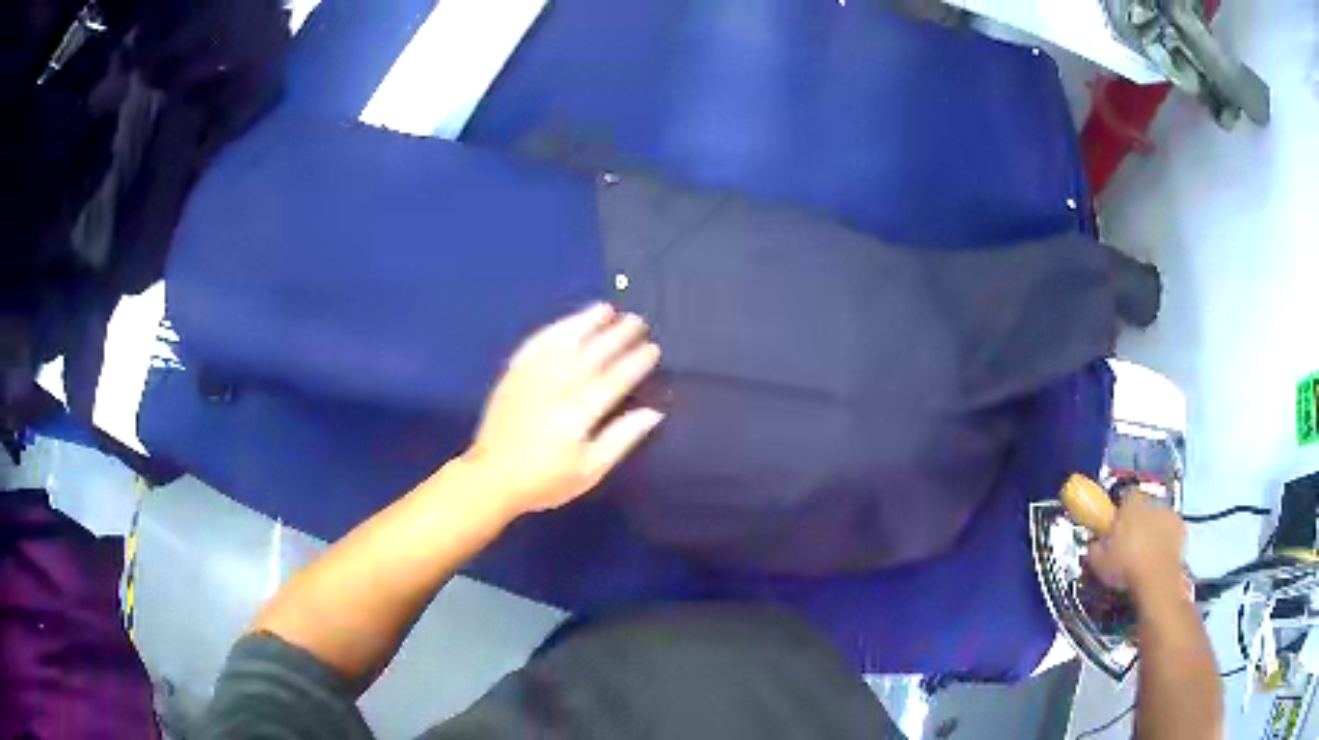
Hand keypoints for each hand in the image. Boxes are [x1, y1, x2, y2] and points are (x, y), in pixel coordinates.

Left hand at [461, 304, 663, 517]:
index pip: (614, 379)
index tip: (652, 348)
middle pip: (593, 354)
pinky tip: (567, 324)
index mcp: (578, 412)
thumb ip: (621, 438)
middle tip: (637, 322)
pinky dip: (554, 330)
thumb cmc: (544, 481)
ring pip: (564, 340)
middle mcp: (557, 386)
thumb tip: (653, 413)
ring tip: (606, 309)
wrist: (491, 478)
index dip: (635, 362)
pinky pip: (536, 343)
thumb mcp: (589, 470)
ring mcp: (532, 376)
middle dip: (617, 336)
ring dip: (586, 322)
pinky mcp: (513, 374)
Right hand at [1086, 492, 1187, 600]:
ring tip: (1144, 552)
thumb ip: (1095, 548)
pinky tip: (1159, 555)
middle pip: (1143, 504)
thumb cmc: (1127, 567)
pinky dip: (1166, 538)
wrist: (1156, 578)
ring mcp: (1167, 513)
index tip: (1116, 525)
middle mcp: (1150, 502)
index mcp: (1129, 505)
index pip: (1124, 495)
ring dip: (1152, 528)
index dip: (1120, 510)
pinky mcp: (1180, 526)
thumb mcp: (1100, 564)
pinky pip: (1171, 528)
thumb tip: (1094, 544)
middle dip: (1137, 519)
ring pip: (1157, 515)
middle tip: (1130, 542)